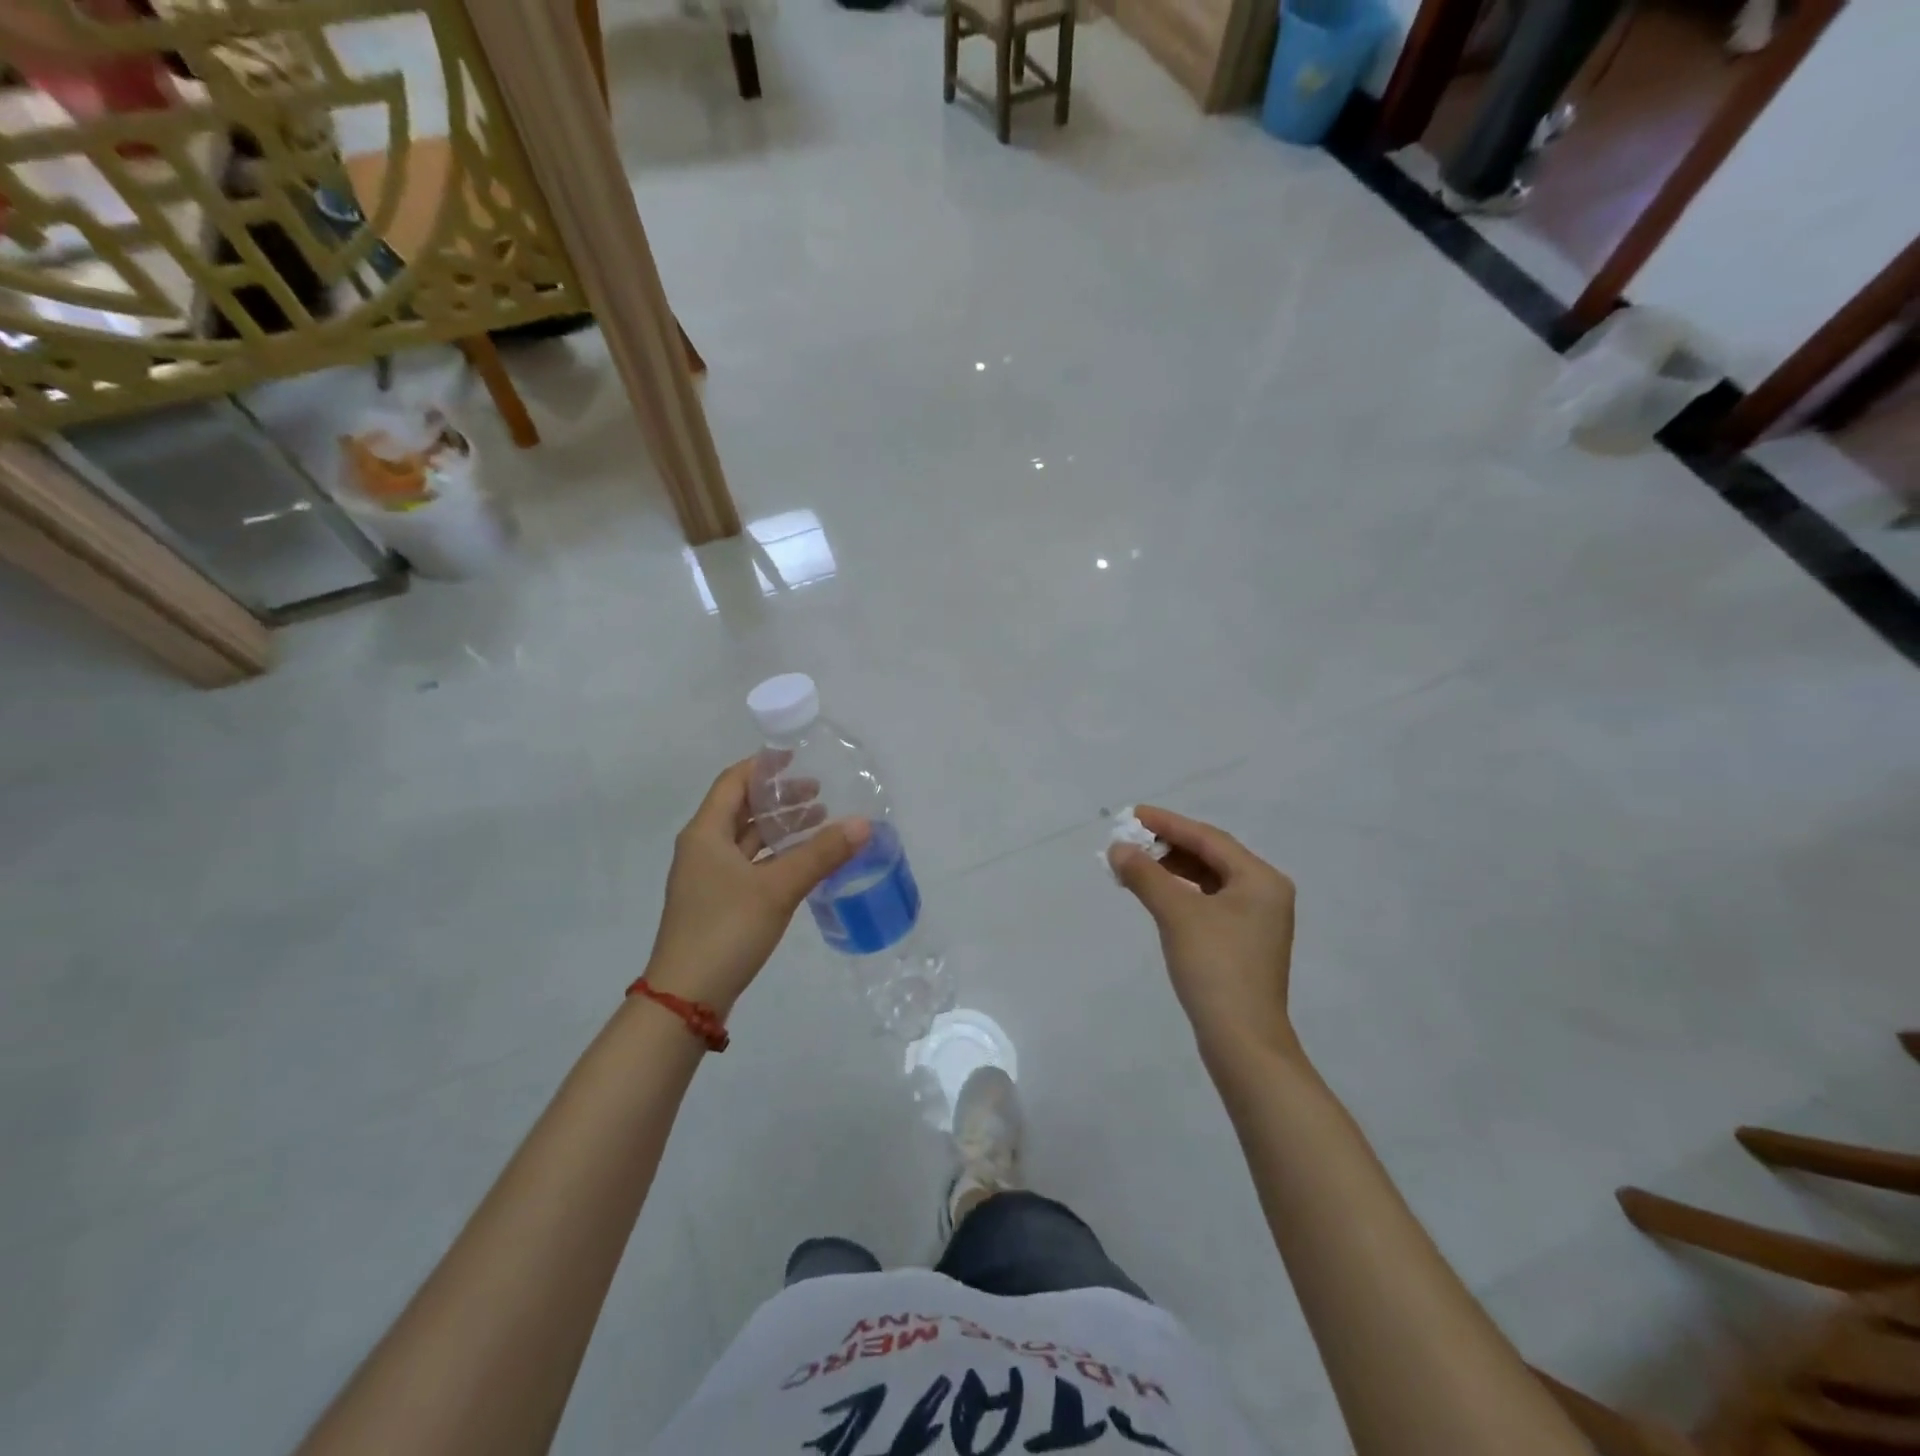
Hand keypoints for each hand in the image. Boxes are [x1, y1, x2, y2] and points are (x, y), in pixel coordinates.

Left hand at [645, 760, 869, 1014]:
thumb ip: (821, 854)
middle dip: (780, 799)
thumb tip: (864, 823)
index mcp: (706, 833)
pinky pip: (750, 866)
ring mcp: (708, 878)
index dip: (763, 766)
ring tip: (820, 822)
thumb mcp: (778, 888)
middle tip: (820, 793)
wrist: (686, 997)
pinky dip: (776, 857)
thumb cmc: (726, 929)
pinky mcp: (718, 903)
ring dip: (781, 829)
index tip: (797, 757)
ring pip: (748, 840)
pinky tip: (805, 863)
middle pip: (742, 810)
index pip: (734, 782)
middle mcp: (703, 849)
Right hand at [1108, 807, 1299, 1059]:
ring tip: (1136, 865)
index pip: (1208, 838)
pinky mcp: (1243, 943)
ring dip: (1173, 870)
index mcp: (1260, 879)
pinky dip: (1181, 893)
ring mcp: (1256, 921)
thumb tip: (1118, 848)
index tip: (1133, 814)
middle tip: (1130, 841)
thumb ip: (1146, 875)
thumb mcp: (1177, 914)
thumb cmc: (1215, 967)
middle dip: (1169, 846)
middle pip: (1211, 856)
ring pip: (1209, 880)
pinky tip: (1158, 895)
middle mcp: (1265, 893)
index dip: (1168, 824)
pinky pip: (1209, 902)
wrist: (1242, 1040)